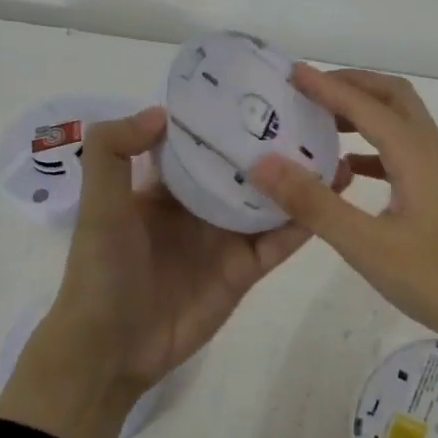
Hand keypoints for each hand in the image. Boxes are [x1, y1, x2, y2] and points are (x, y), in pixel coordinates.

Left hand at [0, 105, 331, 437]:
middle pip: (246, 167)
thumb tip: (163, 111)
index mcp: (168, 185)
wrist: (110, 350)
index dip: (228, 116)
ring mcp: (227, 237)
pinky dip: (305, 220)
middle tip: (318, 113)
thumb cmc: (101, 270)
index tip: (263, 87)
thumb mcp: (98, 204)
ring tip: (339, 149)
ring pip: (271, 200)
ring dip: (301, 178)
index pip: (203, 140)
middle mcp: (202, 204)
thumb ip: (113, 151)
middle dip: (276, 143)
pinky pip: (280, 241)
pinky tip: (332, 196)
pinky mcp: (246, 269)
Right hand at [248, 67, 437, 348]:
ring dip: (363, 113)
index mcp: (414, 154)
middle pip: (392, 97)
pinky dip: (372, 148)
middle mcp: (429, 152)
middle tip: (309, 91)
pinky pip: (402, 154)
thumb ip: (315, 204)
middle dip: (351, 85)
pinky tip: (350, 171)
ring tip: (320, 123)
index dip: (326, 86)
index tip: (290, 72)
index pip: (364, 105)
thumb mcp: (368, 246)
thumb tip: (264, 164)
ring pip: (400, 123)